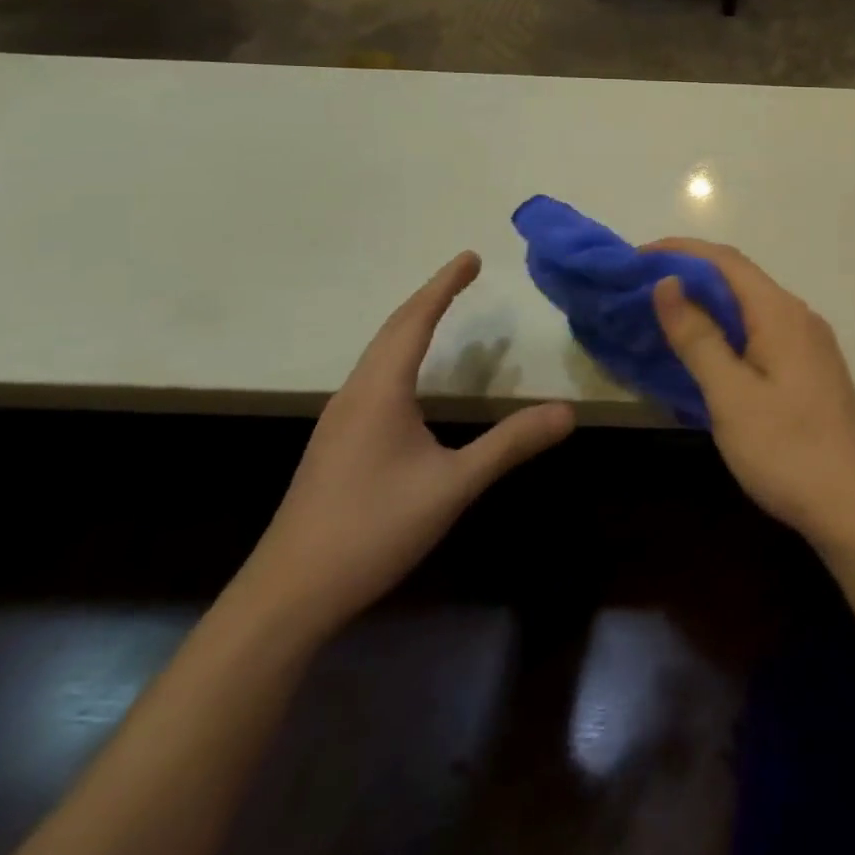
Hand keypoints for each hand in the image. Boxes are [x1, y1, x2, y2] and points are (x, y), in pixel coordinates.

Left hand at [237, 252, 574, 636]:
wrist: (286, 597)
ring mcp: (339, 422)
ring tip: (441, 312)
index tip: (469, 257)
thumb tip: (568, 410)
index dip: (444, 286)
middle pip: (393, 330)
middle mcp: (355, 395)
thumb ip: (510, 444)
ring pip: (379, 355)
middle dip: (430, 297)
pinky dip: (400, 355)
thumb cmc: (371, 530)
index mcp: (379, 391)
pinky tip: (410, 379)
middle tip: (464, 273)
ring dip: (411, 325)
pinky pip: (373, 378)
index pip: (415, 321)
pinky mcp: (335, 446)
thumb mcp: (452, 486)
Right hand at [647, 239, 854, 548]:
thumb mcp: (731, 396)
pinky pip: (762, 333)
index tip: (636, 259)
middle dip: (690, 276)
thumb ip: (698, 337)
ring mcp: (810, 344)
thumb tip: (668, 282)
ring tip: (663, 318)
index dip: (680, 251)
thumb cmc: (788, 450)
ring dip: (708, 306)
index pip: (725, 260)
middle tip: (640, 291)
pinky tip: (706, 355)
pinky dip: (728, 332)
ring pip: (751, 309)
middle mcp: (799, 317)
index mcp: (781, 313)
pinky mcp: (811, 370)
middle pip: (739, 280)